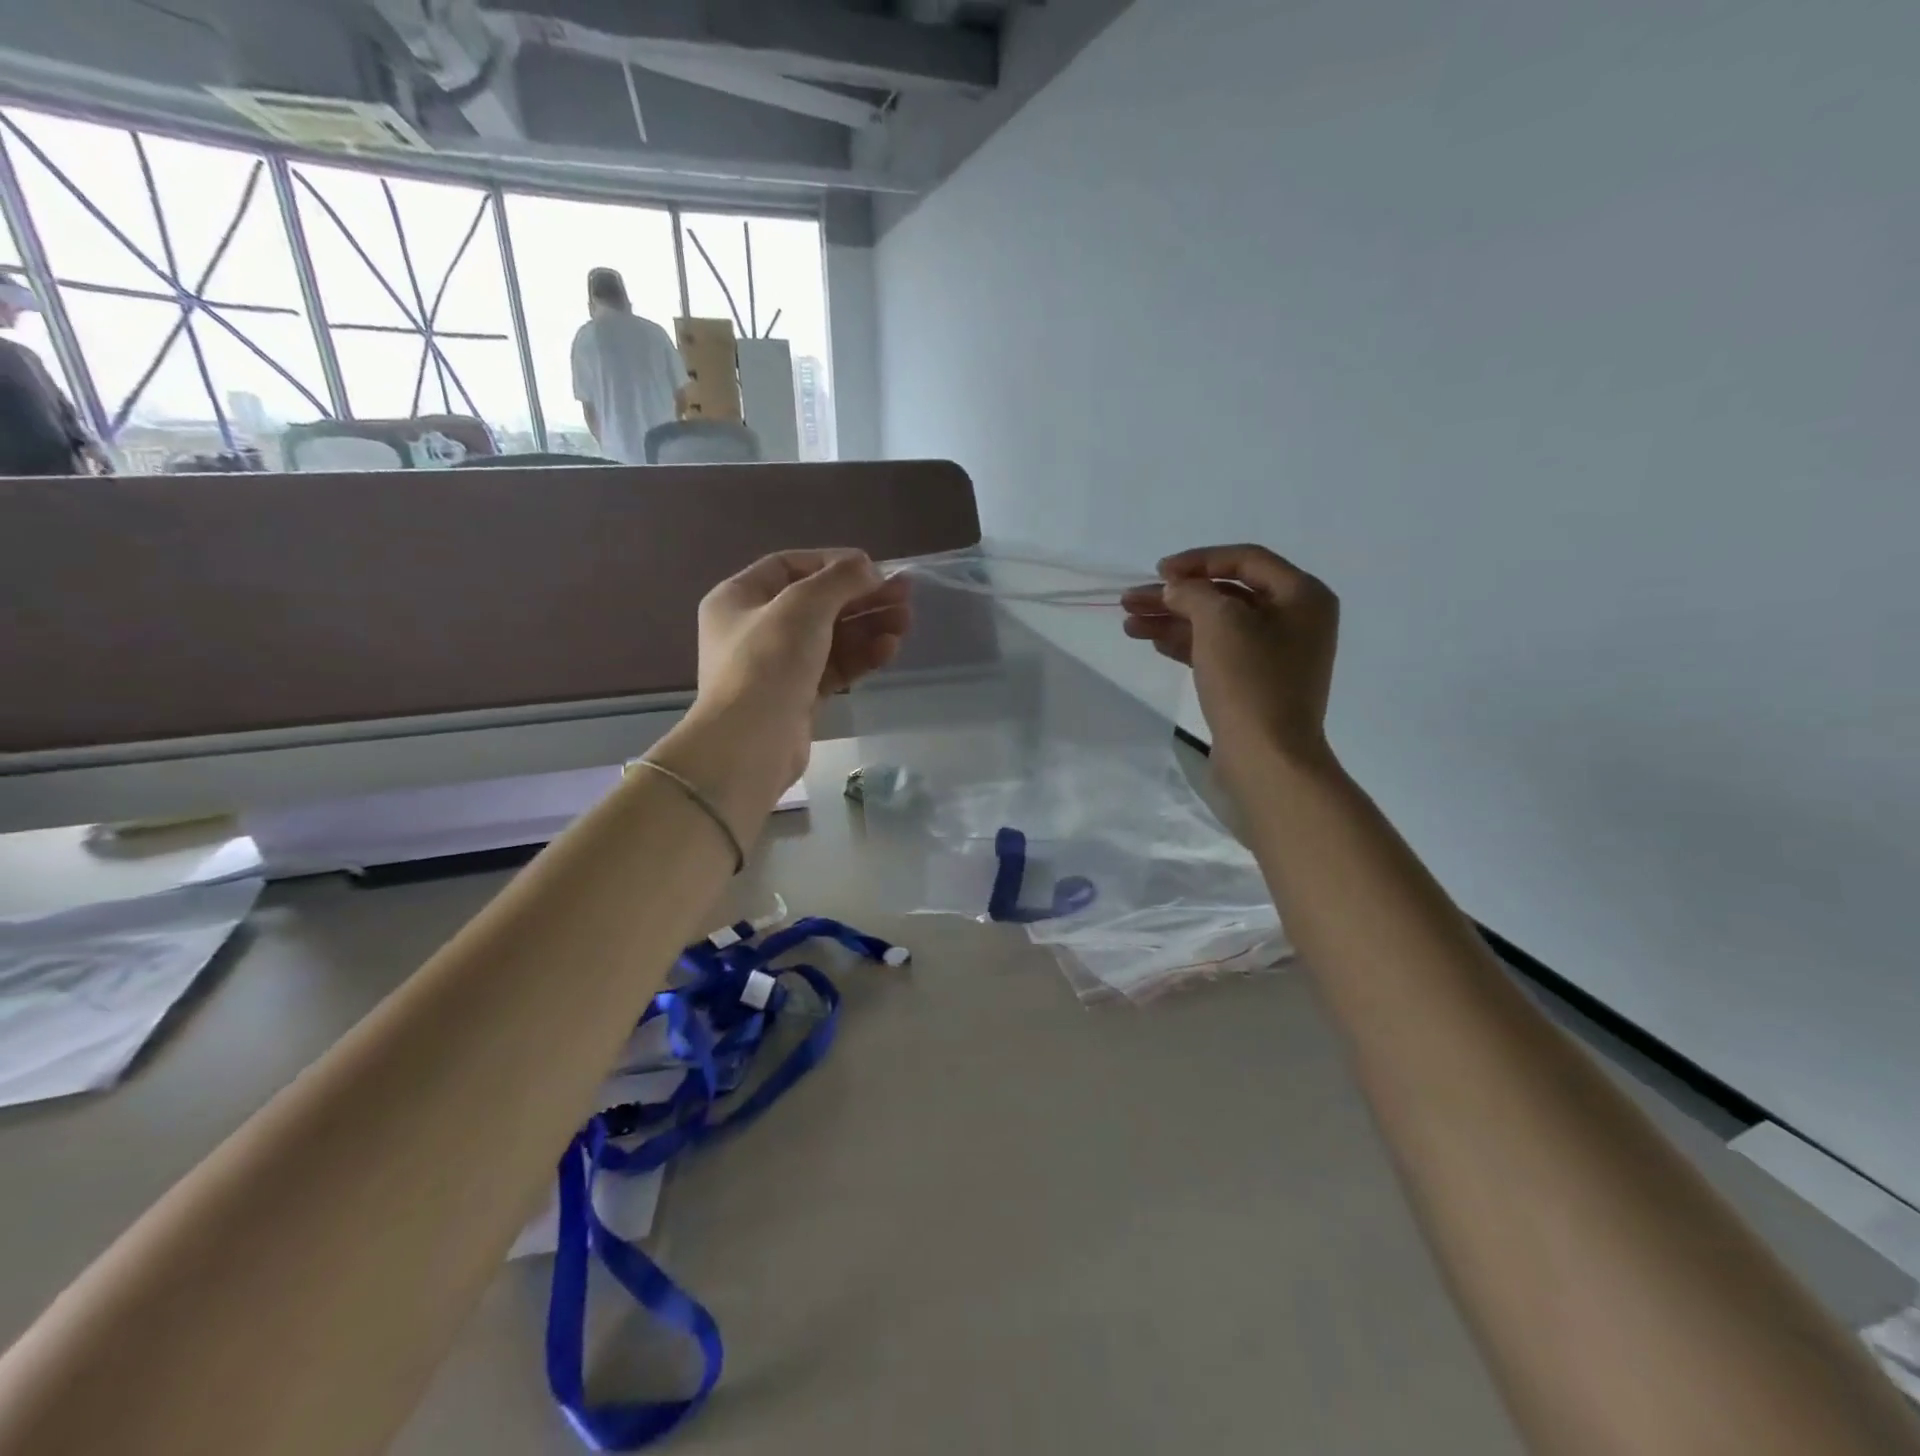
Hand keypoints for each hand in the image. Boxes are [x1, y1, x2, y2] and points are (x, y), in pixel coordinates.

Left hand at [687, 549, 910, 786]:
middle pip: (817, 603)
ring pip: (830, 637)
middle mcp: (755, 628)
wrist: (750, 745)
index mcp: (739, 597)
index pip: (790, 566)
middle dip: (861, 597)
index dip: (833, 563)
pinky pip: (834, 667)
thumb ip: (839, 579)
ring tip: (906, 622)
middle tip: (905, 595)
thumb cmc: (767, 663)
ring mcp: (777, 665)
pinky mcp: (798, 697)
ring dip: (868, 627)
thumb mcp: (803, 606)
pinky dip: (861, 656)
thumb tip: (868, 568)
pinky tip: (890, 649)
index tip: (874, 569)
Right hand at [1120, 544, 1340, 785]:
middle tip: (1129, 600)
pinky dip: (1187, 645)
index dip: (1198, 560)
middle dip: (1176, 596)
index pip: (1245, 559)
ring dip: (1173, 621)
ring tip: (1130, 625)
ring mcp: (1276, 655)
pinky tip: (1155, 643)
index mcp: (1302, 595)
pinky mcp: (1257, 684)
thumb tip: (1175, 589)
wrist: (1267, 758)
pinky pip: (1219, 652)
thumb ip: (1193, 593)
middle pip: (1226, 594)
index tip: (1158, 572)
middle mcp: (1295, 620)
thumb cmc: (1250, 681)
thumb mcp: (1219, 622)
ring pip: (1217, 625)